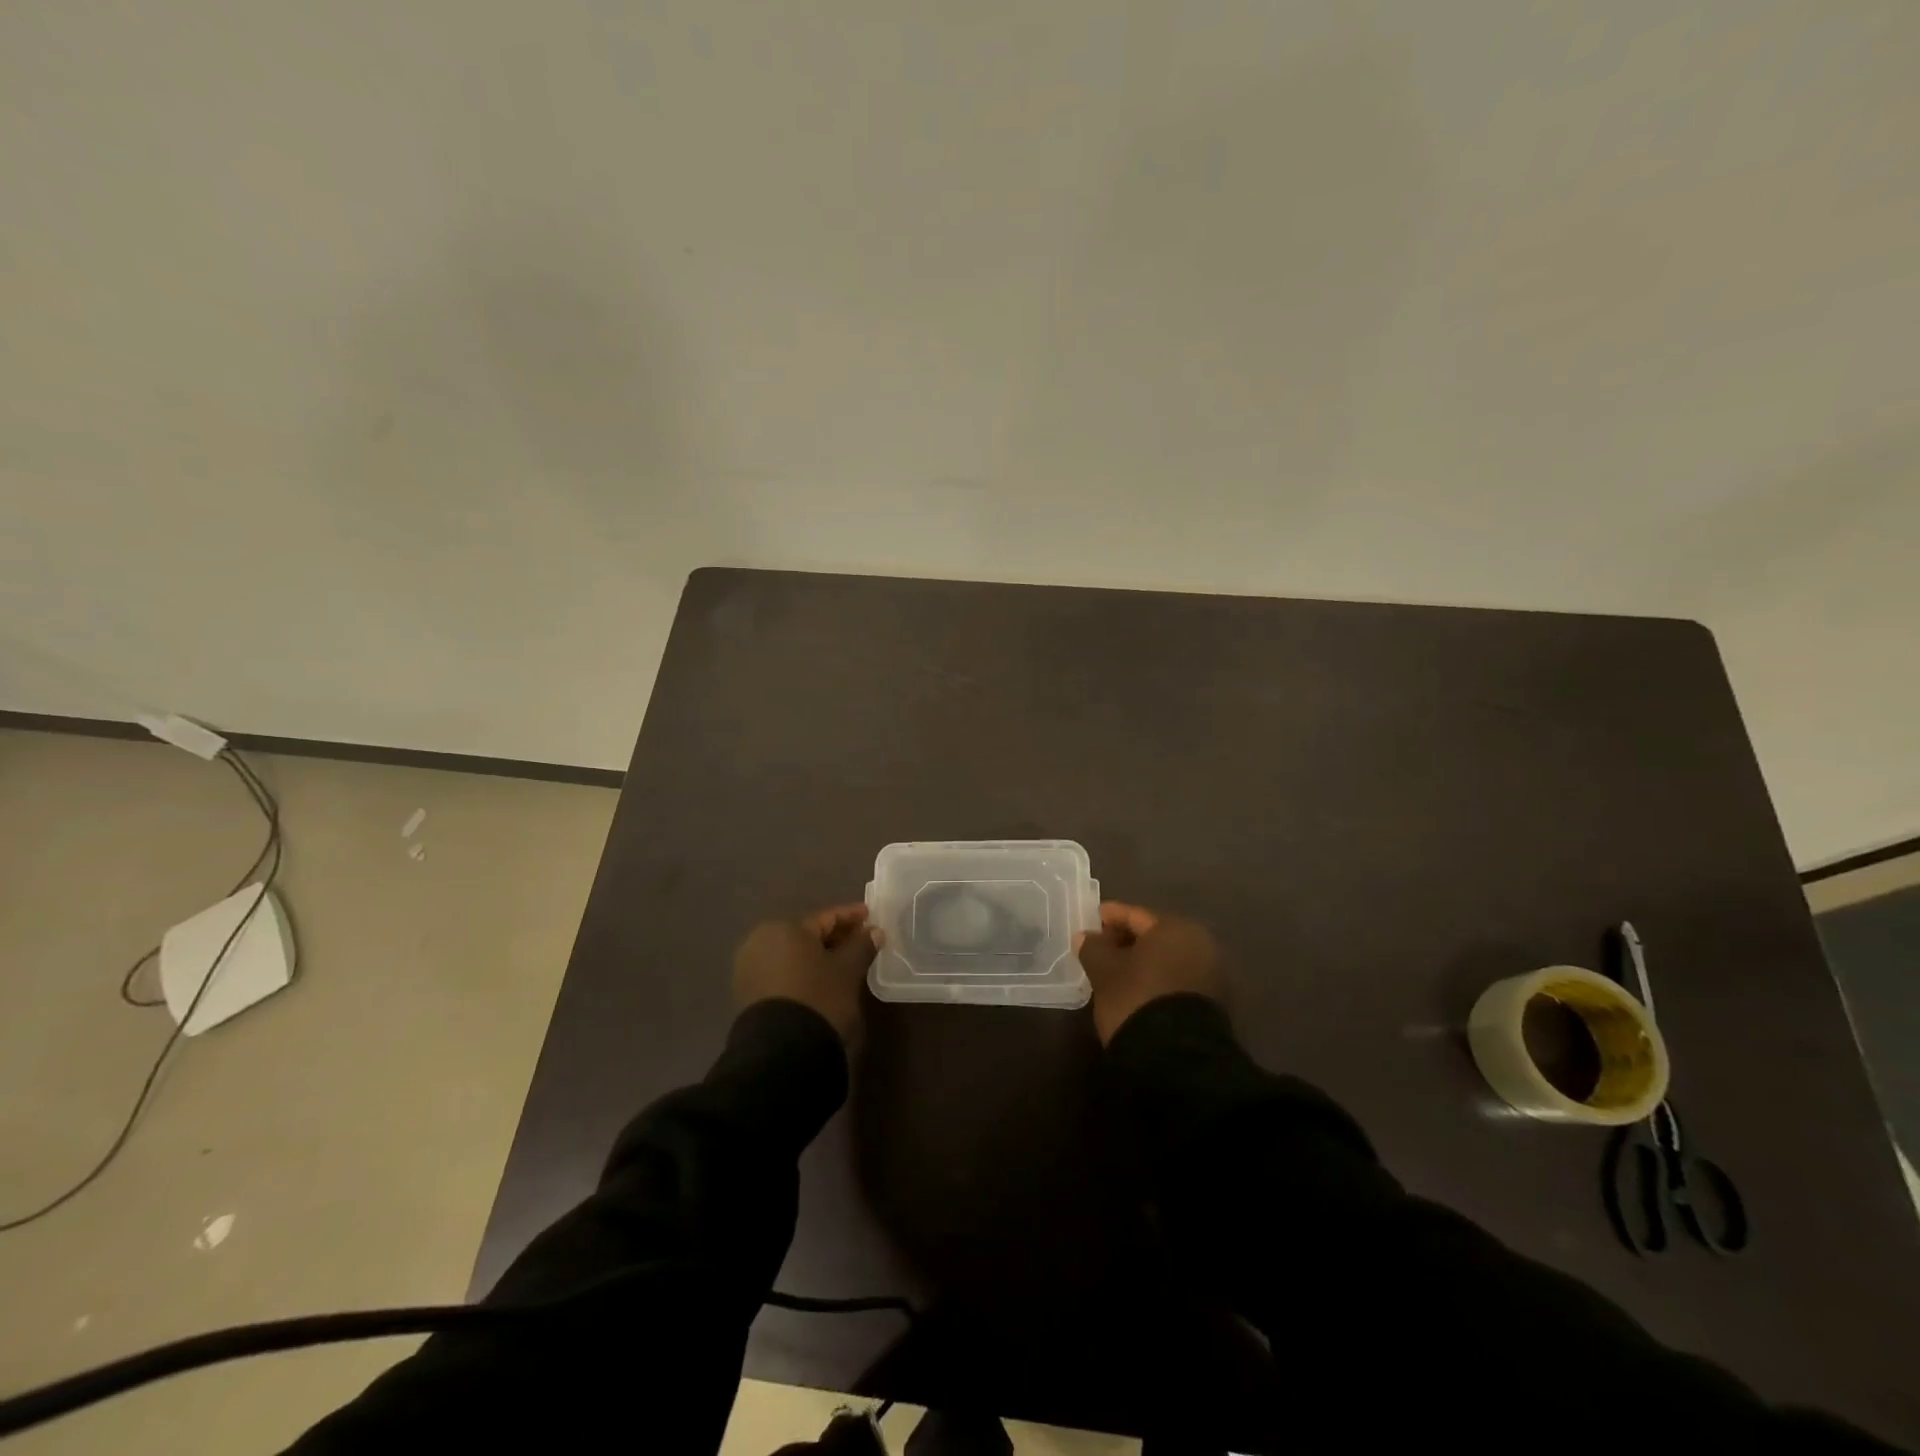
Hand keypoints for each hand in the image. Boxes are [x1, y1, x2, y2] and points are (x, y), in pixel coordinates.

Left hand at [733, 904, 878, 1045]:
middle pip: (807, 935)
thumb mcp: (848, 971)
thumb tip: (873, 931)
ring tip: (843, 963)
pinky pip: (781, 972)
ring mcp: (749, 968)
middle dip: (834, 937)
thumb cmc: (819, 998)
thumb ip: (862, 946)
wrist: (781, 1052)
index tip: (870, 916)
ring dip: (817, 957)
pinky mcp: (746, 993)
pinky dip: (801, 972)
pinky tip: (819, 981)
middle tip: (860, 941)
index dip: (851, 917)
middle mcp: (761, 940)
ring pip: (792, 955)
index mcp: (785, 928)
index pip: (826, 918)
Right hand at [1075, 902, 1223, 1044]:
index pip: (1135, 915)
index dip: (1111, 916)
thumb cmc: (1137, 999)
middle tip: (1101, 948)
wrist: (1178, 1059)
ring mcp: (1212, 974)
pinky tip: (1139, 991)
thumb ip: (1093, 948)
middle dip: (1127, 940)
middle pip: (1155, 936)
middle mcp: (1200, 943)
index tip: (1092, 919)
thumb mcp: (1105, 972)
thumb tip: (1085, 936)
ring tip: (1117, 973)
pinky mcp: (1214, 1003)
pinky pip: (1177, 979)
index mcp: (1175, 928)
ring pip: (1168, 959)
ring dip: (1143, 962)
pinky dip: (1158, 979)